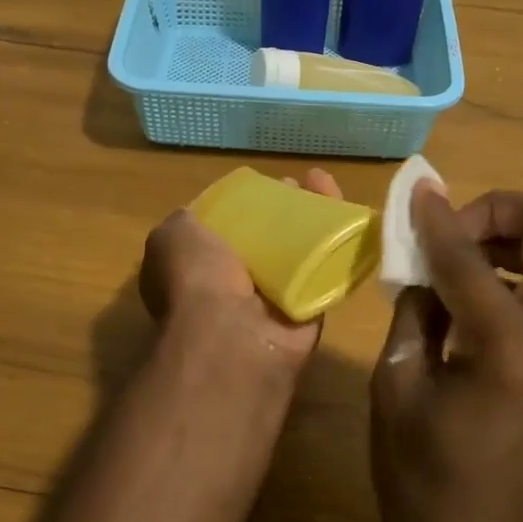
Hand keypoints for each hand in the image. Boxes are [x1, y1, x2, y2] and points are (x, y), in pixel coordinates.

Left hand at [139, 167, 343, 368]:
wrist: (233, 337)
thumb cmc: (196, 279)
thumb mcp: (172, 236)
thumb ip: (187, 221)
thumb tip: (203, 216)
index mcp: (198, 270)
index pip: (226, 230)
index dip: (245, 204)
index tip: (264, 184)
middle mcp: (235, 286)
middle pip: (267, 238)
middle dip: (284, 209)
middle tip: (302, 185)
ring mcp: (274, 300)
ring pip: (299, 252)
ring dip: (314, 220)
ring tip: (326, 186)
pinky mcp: (310, 310)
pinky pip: (327, 272)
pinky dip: (340, 245)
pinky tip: (350, 215)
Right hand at [370, 187, 522, 521]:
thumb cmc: (427, 486)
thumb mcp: (398, 388)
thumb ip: (414, 309)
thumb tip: (422, 260)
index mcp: (517, 347)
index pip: (472, 256)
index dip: (438, 219)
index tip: (415, 193)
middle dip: (504, 211)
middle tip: (453, 233)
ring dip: (515, 241)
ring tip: (458, 265)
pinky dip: (522, 275)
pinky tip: (475, 300)